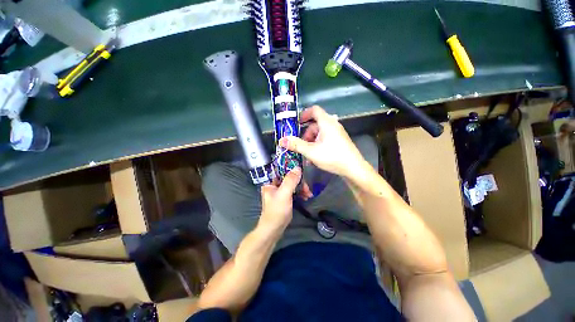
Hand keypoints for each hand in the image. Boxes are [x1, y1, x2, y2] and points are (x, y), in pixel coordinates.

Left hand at [258, 167, 301, 231]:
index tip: (302, 170)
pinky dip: (300, 193)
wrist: (274, 229)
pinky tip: (306, 197)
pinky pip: (294, 191)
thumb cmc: (277, 211)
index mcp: (270, 182)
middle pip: (289, 178)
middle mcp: (274, 185)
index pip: (281, 171)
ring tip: (309, 194)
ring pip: (293, 184)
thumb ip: (290, 180)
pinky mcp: (285, 198)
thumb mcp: (284, 194)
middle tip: (307, 188)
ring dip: (301, 188)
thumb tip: (298, 167)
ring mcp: (280, 192)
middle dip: (299, 182)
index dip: (292, 169)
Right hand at [279, 106, 365, 178]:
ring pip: (320, 132)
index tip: (296, 123)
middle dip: (306, 134)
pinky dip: (318, 144)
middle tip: (301, 145)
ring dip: (311, 141)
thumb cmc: (332, 157)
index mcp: (327, 122)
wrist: (353, 168)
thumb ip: (296, 144)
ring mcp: (337, 133)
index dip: (304, 114)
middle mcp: (333, 124)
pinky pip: (326, 138)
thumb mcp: (311, 151)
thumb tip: (281, 140)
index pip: (314, 110)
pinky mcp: (340, 140)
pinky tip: (316, 156)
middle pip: (315, 124)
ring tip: (308, 154)